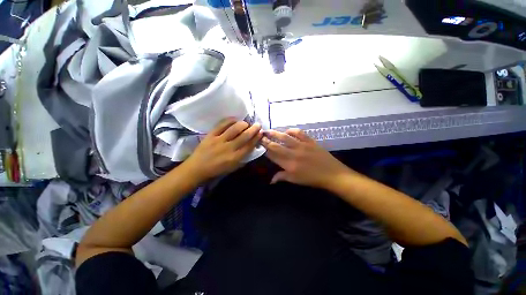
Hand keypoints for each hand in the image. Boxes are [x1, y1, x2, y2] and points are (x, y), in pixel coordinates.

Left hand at [183, 119, 262, 182]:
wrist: (196, 168)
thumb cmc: (216, 170)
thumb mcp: (233, 168)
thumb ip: (243, 158)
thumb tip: (251, 147)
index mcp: (235, 158)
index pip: (249, 146)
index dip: (256, 138)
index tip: (261, 132)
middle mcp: (228, 148)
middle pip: (244, 136)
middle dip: (253, 129)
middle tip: (258, 125)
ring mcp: (219, 140)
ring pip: (234, 129)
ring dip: (243, 124)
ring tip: (246, 123)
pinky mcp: (211, 135)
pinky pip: (221, 125)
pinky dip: (230, 121)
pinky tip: (234, 120)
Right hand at [261, 129, 353, 188]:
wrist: (332, 174)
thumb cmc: (312, 179)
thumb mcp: (295, 180)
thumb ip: (281, 177)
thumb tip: (271, 180)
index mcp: (288, 165)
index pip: (273, 155)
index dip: (265, 150)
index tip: (259, 145)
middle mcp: (293, 154)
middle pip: (276, 145)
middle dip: (266, 140)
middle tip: (260, 135)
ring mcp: (302, 146)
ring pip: (285, 137)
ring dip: (275, 133)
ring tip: (268, 131)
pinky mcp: (310, 141)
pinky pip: (299, 133)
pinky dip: (291, 130)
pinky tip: (287, 131)